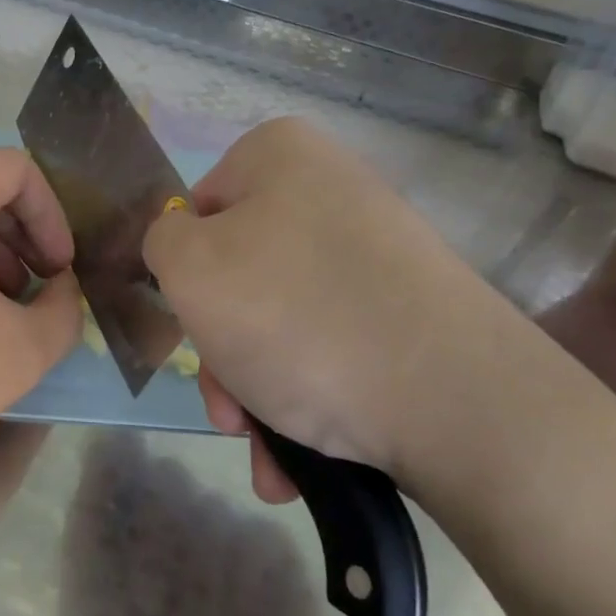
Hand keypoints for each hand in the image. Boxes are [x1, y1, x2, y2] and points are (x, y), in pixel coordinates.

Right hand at [143, 117, 537, 501]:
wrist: (456, 400)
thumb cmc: (295, 316)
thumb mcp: (189, 269)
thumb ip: (159, 240)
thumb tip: (181, 245)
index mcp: (280, 156)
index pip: (197, 209)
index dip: (184, 274)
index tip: (192, 326)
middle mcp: (331, 192)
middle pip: (240, 274)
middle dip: (222, 351)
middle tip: (227, 410)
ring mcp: (376, 253)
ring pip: (281, 321)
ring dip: (256, 391)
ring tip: (267, 454)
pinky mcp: (410, 311)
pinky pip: (331, 346)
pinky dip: (306, 398)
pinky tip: (298, 458)